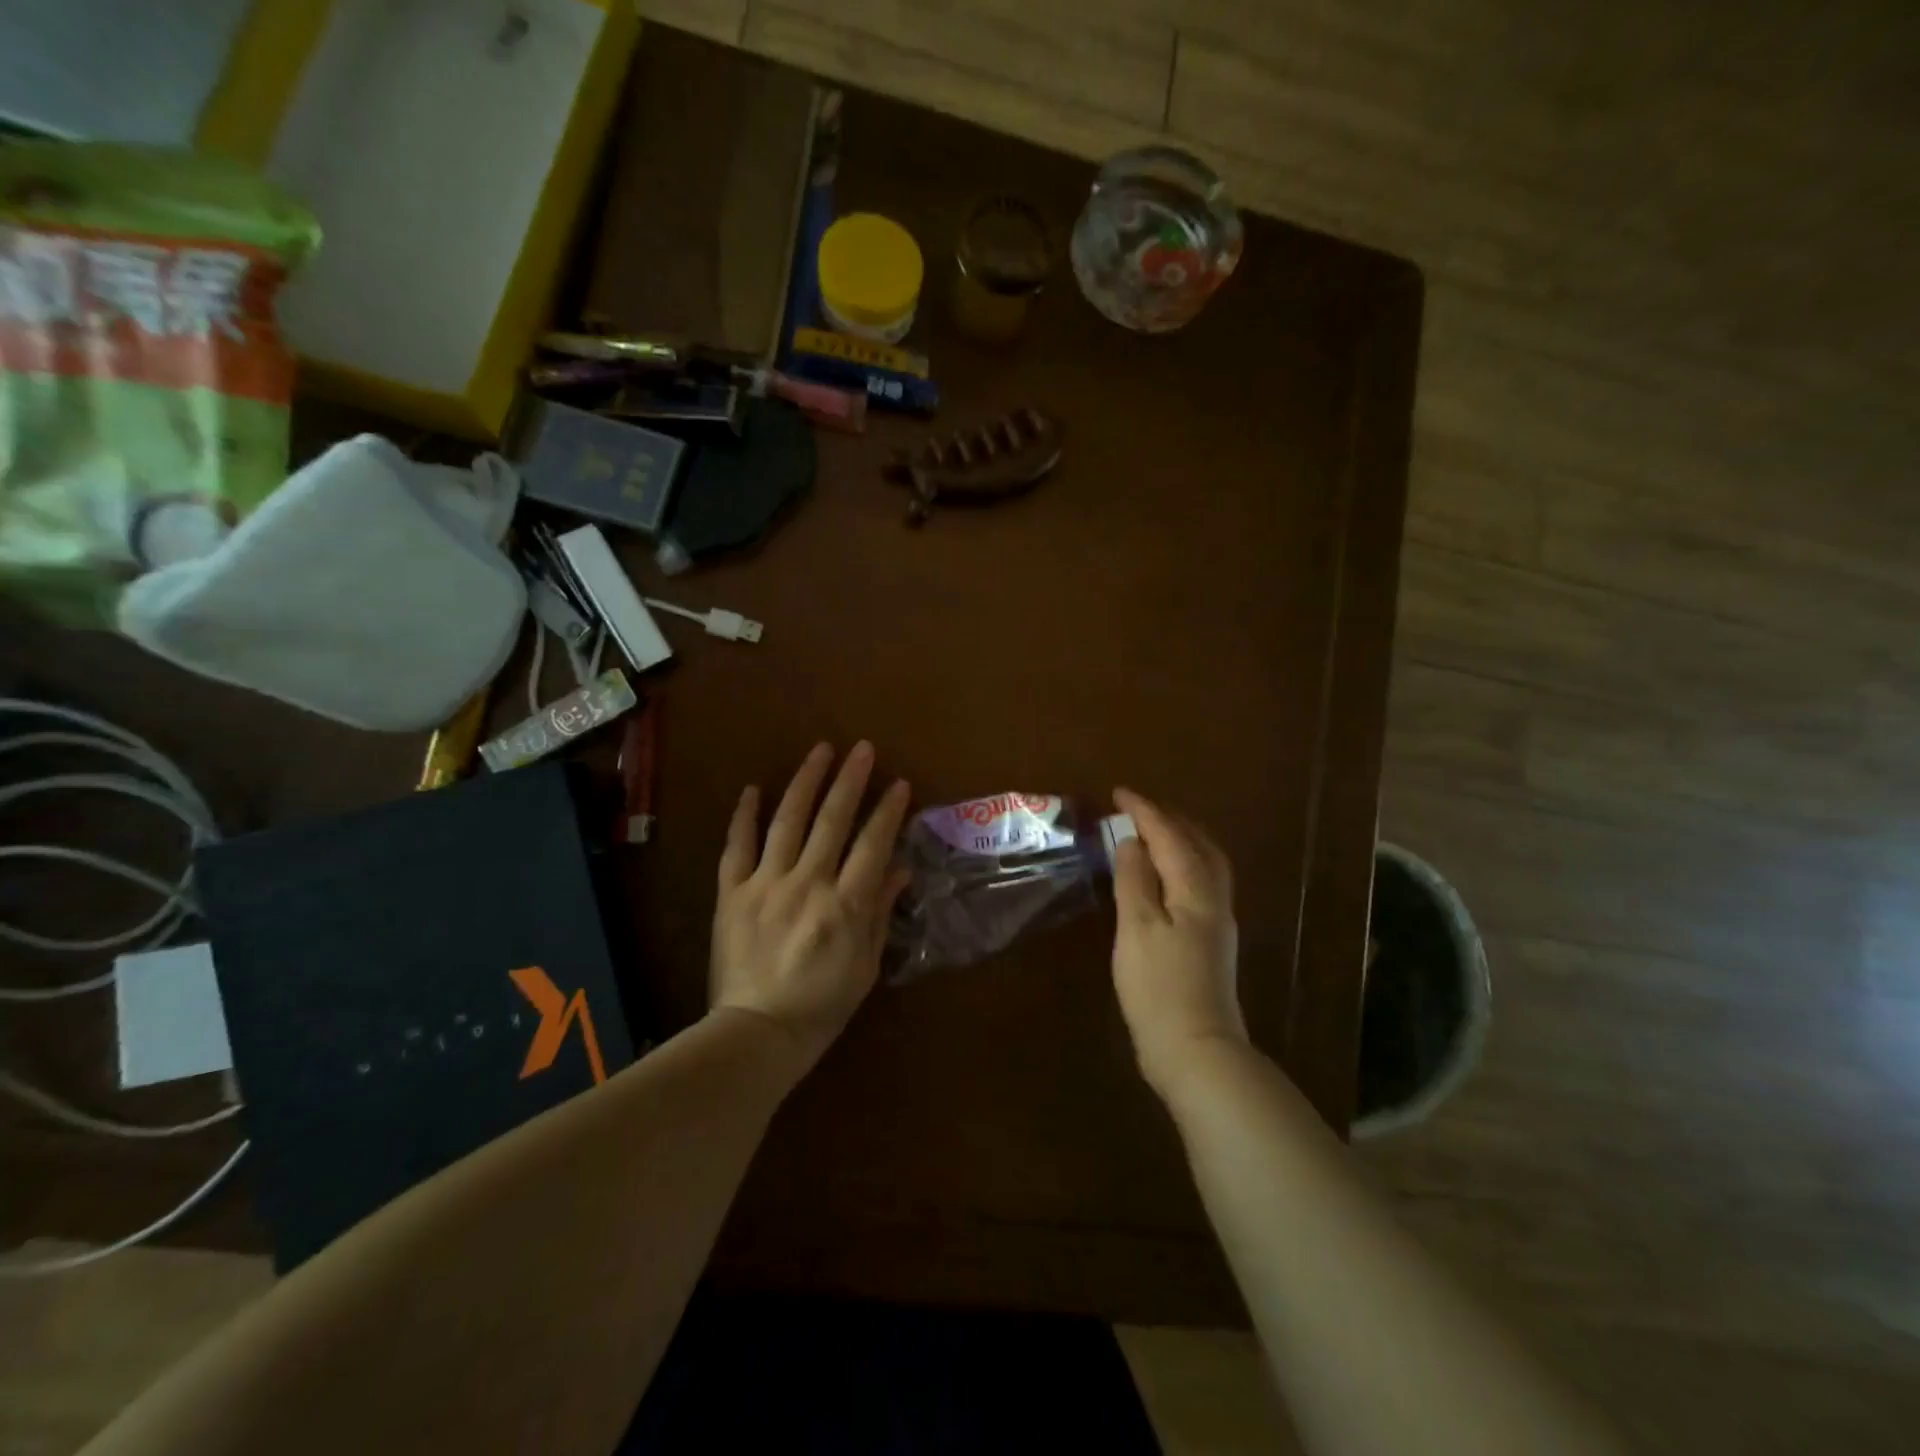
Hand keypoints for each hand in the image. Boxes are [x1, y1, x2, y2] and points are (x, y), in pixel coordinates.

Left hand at [711, 742, 911, 1076]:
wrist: (756, 1034)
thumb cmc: (821, 1005)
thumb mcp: (865, 965)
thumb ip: (880, 911)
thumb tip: (900, 868)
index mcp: (845, 905)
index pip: (873, 844)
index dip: (888, 810)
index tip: (899, 783)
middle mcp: (807, 884)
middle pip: (833, 820)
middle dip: (850, 780)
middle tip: (862, 748)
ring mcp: (765, 884)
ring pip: (787, 822)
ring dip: (805, 783)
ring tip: (819, 751)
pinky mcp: (732, 893)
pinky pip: (737, 847)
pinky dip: (745, 816)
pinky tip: (754, 789)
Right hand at [1110, 787, 1247, 1096]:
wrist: (1197, 1052)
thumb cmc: (1159, 988)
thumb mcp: (1137, 929)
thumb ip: (1134, 880)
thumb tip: (1131, 841)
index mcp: (1195, 890)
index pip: (1169, 836)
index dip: (1144, 811)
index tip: (1118, 793)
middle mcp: (1213, 899)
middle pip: (1198, 844)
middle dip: (1170, 820)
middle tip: (1138, 808)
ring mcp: (1217, 922)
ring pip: (1205, 864)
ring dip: (1181, 840)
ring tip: (1154, 832)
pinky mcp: (1211, 942)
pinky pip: (1201, 883)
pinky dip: (1183, 864)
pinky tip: (1166, 876)